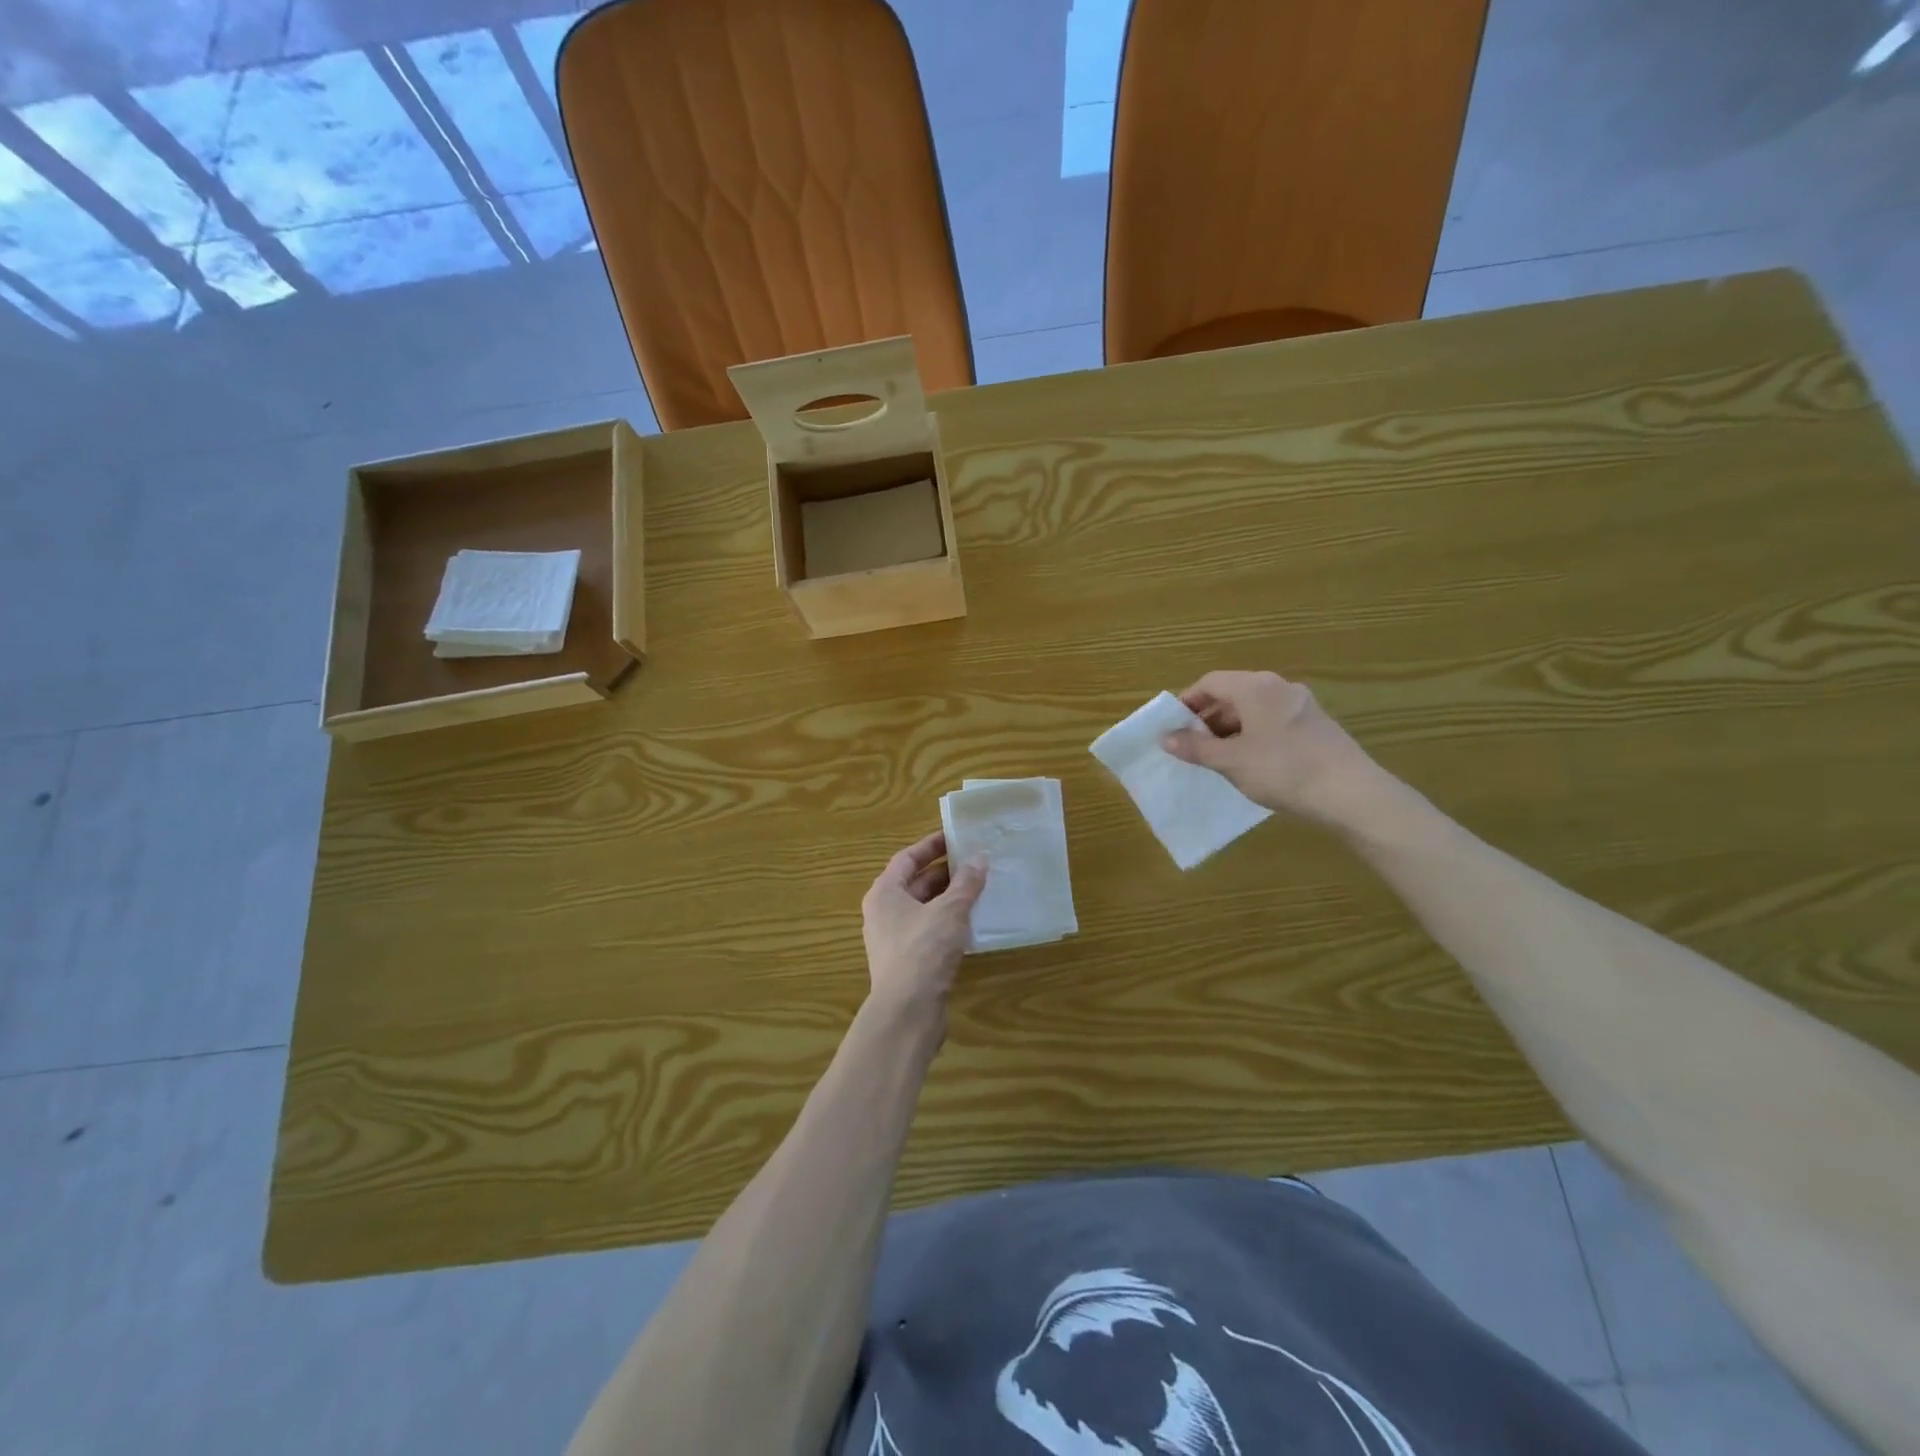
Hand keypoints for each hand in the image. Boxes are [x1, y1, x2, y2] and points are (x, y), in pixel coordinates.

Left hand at [861, 832, 986, 1022]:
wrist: (907, 1012)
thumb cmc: (923, 951)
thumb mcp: (949, 911)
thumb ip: (965, 884)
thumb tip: (979, 859)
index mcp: (885, 893)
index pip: (906, 859)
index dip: (931, 846)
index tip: (955, 837)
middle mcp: (883, 913)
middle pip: (915, 884)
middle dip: (944, 873)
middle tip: (975, 863)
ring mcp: (893, 940)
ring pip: (923, 909)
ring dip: (949, 899)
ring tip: (979, 889)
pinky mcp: (907, 963)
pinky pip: (928, 932)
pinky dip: (948, 923)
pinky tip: (972, 924)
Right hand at [1162, 670, 1407, 832]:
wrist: (1351, 793)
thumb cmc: (1282, 770)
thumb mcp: (1231, 761)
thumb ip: (1196, 747)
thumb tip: (1165, 737)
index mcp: (1255, 687)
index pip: (1210, 682)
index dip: (1187, 703)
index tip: (1173, 727)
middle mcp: (1279, 687)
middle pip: (1233, 694)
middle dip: (1208, 719)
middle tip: (1192, 747)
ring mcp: (1301, 705)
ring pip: (1254, 710)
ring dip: (1230, 730)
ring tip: (1218, 759)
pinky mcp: (1317, 725)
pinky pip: (1273, 722)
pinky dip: (1254, 736)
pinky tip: (1251, 764)